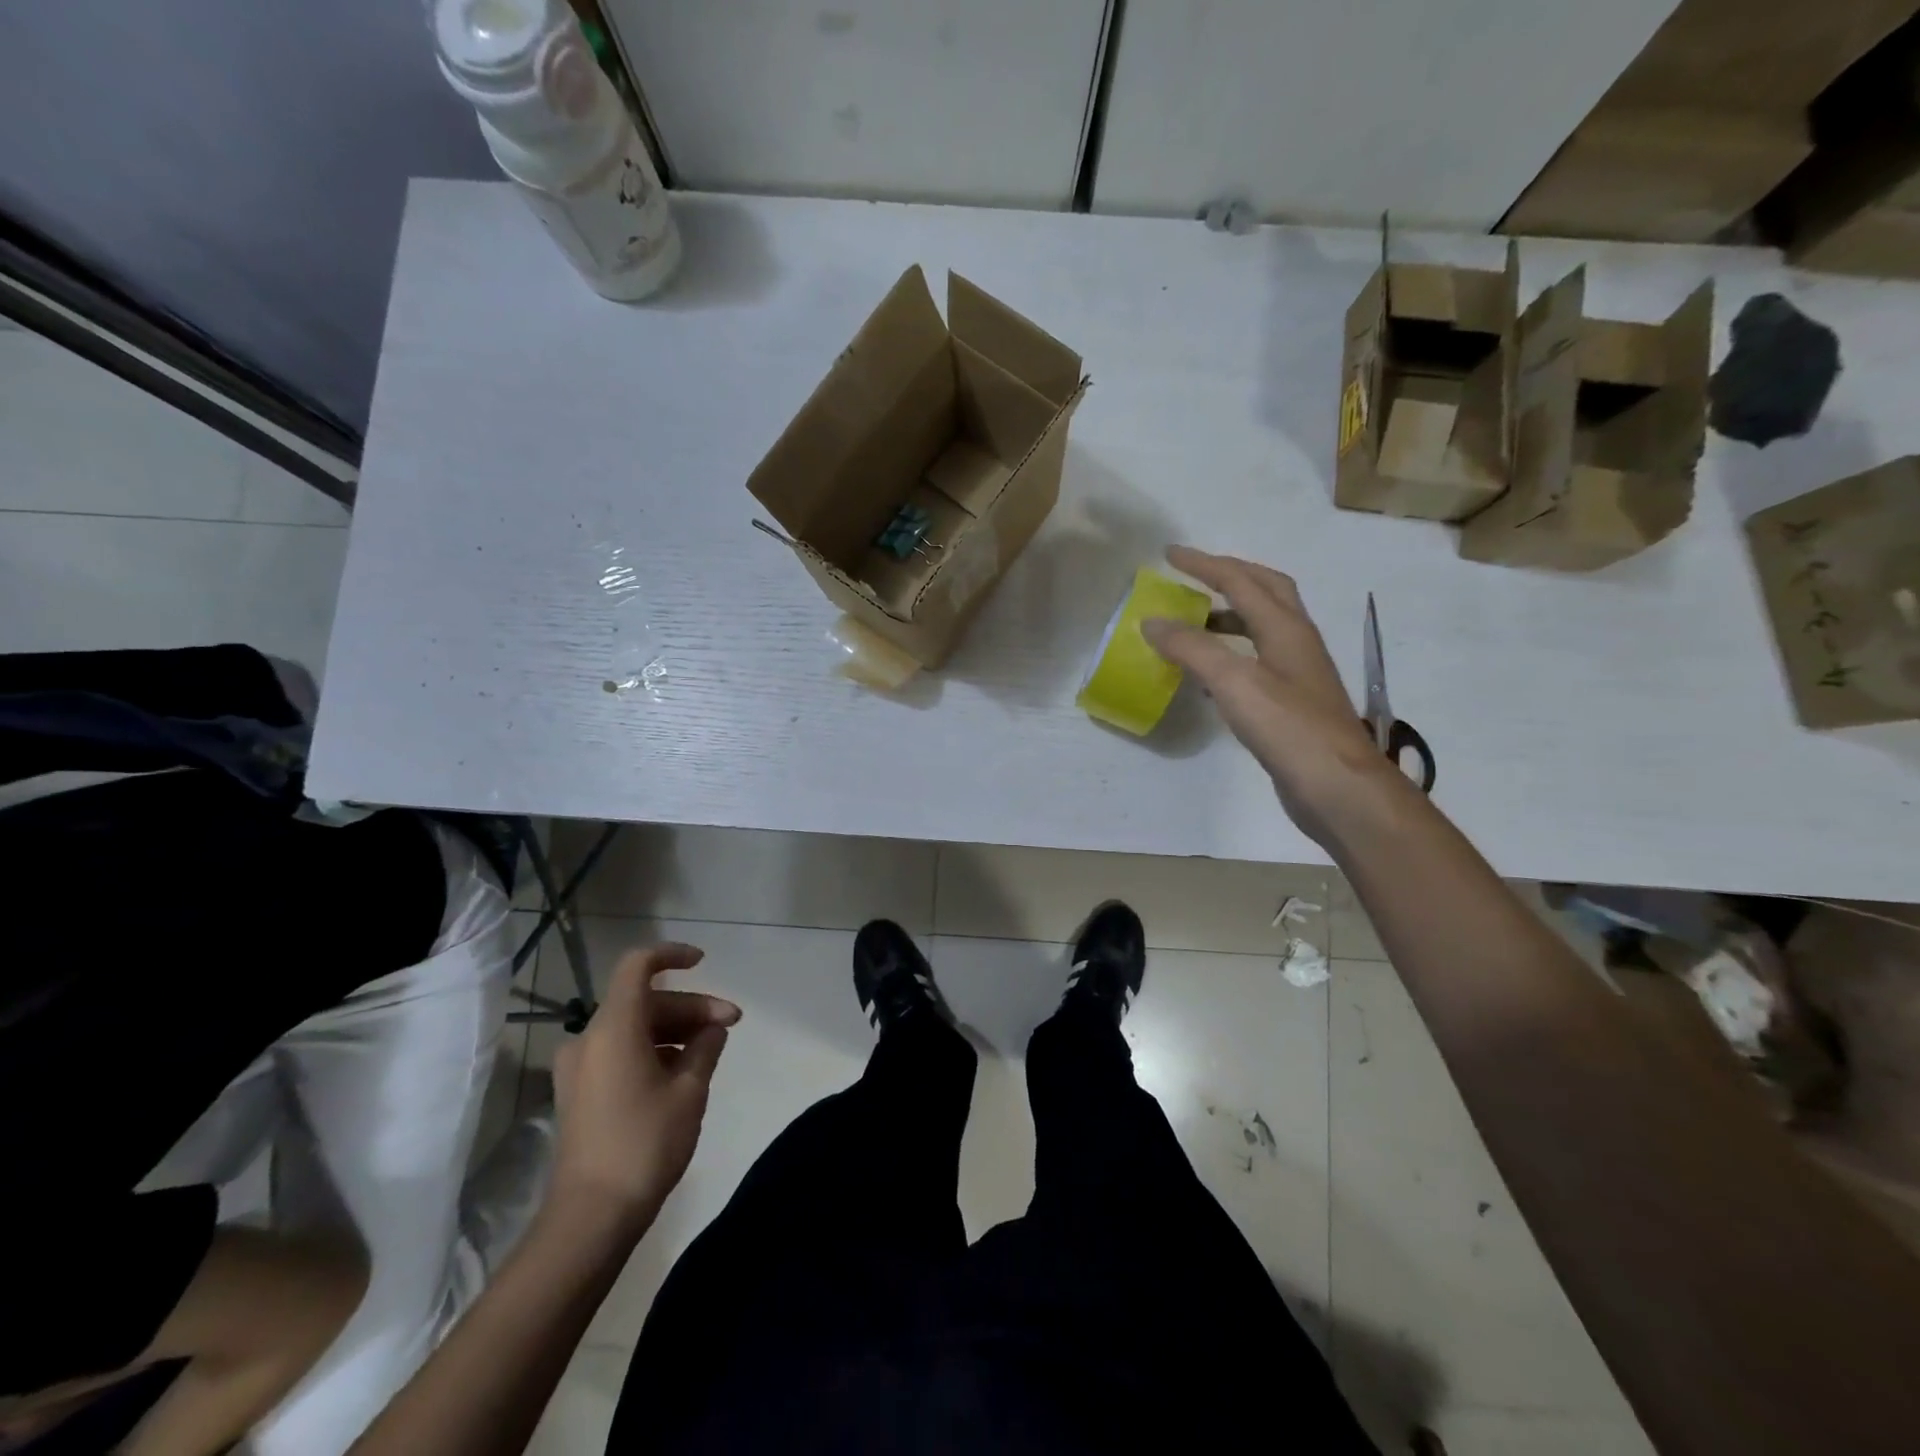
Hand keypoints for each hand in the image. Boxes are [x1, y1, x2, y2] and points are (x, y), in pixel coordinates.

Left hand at [550, 944, 739, 1235]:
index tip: (704, 963)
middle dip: (690, 1007)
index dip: (672, 955)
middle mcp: (589, 1039)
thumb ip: (705, 1046)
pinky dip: (652, 1049)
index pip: (638, 965)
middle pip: (645, 1001)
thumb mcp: (689, 1090)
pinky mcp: (579, 1092)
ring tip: (712, 1049)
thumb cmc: (644, 1144)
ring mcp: (579, 1067)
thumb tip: (713, 1026)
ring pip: (634, 1027)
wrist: (590, 1218)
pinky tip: (682, 1070)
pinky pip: (620, 1051)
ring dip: (674, 1029)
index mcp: (613, 1028)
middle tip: (731, 1024)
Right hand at [1142, 545, 1399, 842]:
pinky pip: (1257, 660)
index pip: (1241, 581)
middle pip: (1266, 591)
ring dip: (1230, 615)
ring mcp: (1298, 673)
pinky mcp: (1293, 702)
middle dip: (1229, 576)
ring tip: (1194, 622)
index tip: (1170, 555)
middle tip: (1194, 575)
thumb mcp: (1233, 681)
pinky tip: (1209, 675)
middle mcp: (1296, 641)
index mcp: (1285, 627)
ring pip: (1263, 627)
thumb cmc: (1288, 727)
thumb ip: (1192, 648)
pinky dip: (1231, 652)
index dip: (1205, 564)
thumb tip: (1152, 622)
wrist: (1337, 786)